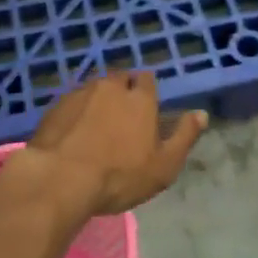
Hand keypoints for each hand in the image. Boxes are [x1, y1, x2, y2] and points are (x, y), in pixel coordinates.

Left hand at [12, 72, 206, 217]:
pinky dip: (75, 113)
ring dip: (98, 100)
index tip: (145, 108)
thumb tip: (201, 114)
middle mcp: (110, 87)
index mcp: (140, 98)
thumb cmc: (119, 176)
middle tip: (121, 116)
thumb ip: (184, 137)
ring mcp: (80, 94)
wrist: (60, 179)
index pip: (147, 79)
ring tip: (96, 124)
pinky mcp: (55, 106)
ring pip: (94, 88)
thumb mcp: (163, 166)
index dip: (146, 91)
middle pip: (119, 78)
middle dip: (122, 90)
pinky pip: (71, 103)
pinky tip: (73, 132)